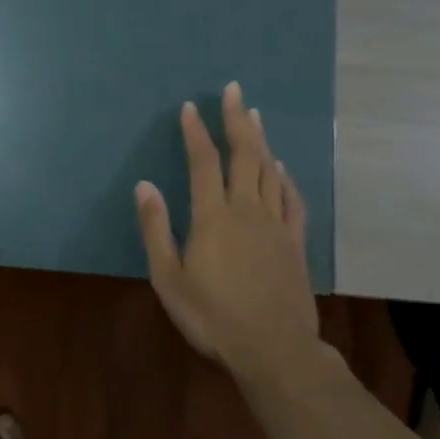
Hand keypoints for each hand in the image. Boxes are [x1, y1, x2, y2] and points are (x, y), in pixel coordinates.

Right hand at [136, 80, 317, 376]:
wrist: (273, 348)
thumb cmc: (212, 316)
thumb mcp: (169, 278)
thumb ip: (157, 229)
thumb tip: (145, 185)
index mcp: (213, 216)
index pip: (203, 162)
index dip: (196, 131)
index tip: (191, 107)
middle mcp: (246, 210)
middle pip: (243, 155)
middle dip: (237, 120)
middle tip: (235, 91)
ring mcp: (275, 224)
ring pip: (269, 170)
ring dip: (261, 140)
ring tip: (255, 116)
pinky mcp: (294, 242)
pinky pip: (291, 199)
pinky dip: (285, 178)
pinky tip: (281, 168)